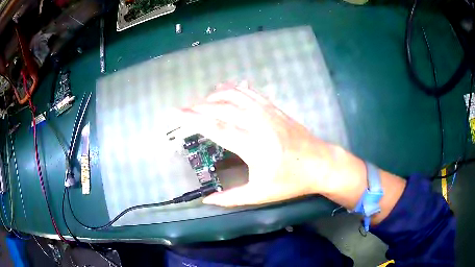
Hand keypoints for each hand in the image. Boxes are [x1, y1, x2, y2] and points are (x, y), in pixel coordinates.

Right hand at [179, 81, 344, 206]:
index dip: (193, 119)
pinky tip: (227, 89)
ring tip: (202, 102)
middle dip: (198, 106)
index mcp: (253, 146)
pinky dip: (236, 88)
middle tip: (183, 110)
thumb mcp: (261, 194)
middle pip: (222, 107)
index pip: (216, 127)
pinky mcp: (276, 108)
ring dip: (215, 95)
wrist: (320, 163)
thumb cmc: (291, 181)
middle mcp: (259, 124)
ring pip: (236, 95)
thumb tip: (206, 199)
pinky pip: (252, 93)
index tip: (176, 114)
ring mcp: (268, 112)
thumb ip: (231, 198)